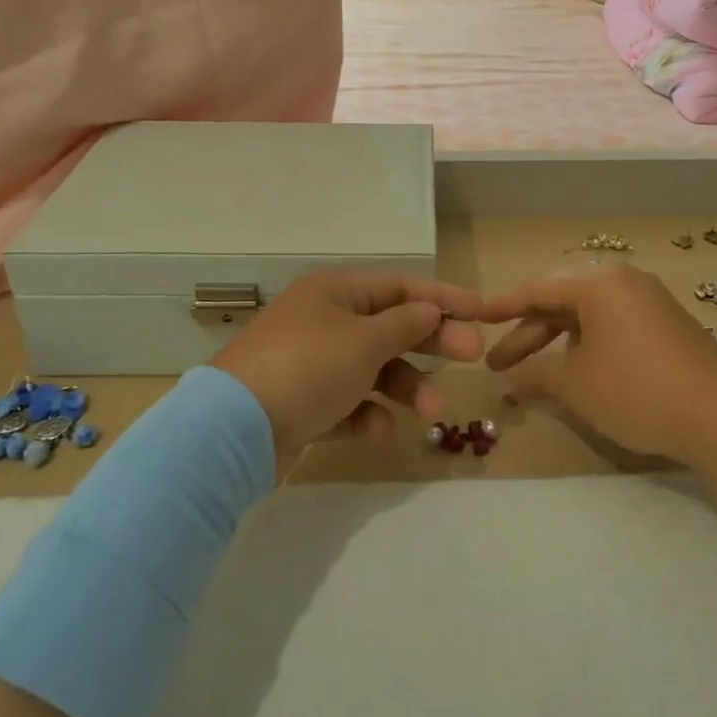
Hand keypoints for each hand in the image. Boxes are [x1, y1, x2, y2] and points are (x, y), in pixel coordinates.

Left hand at [211, 268, 486, 473]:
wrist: (232, 430)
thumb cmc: (309, 367)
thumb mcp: (365, 341)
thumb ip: (405, 325)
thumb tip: (430, 311)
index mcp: (337, 291)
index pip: (402, 286)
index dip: (445, 298)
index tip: (483, 312)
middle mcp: (325, 319)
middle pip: (391, 326)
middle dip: (432, 343)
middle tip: (473, 358)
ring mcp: (312, 362)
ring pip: (373, 368)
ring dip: (406, 386)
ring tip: (432, 412)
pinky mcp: (302, 402)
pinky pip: (347, 402)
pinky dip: (366, 413)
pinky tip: (378, 428)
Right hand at [481, 263, 716, 461]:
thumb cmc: (636, 391)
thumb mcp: (576, 385)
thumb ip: (536, 376)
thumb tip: (510, 381)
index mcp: (598, 283)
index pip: (536, 290)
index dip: (501, 307)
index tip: (474, 319)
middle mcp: (623, 281)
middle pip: (561, 303)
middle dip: (528, 335)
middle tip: (498, 366)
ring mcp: (648, 302)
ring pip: (587, 317)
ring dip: (557, 345)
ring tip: (533, 377)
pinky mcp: (666, 325)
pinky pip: (612, 327)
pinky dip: (587, 347)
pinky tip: (577, 374)